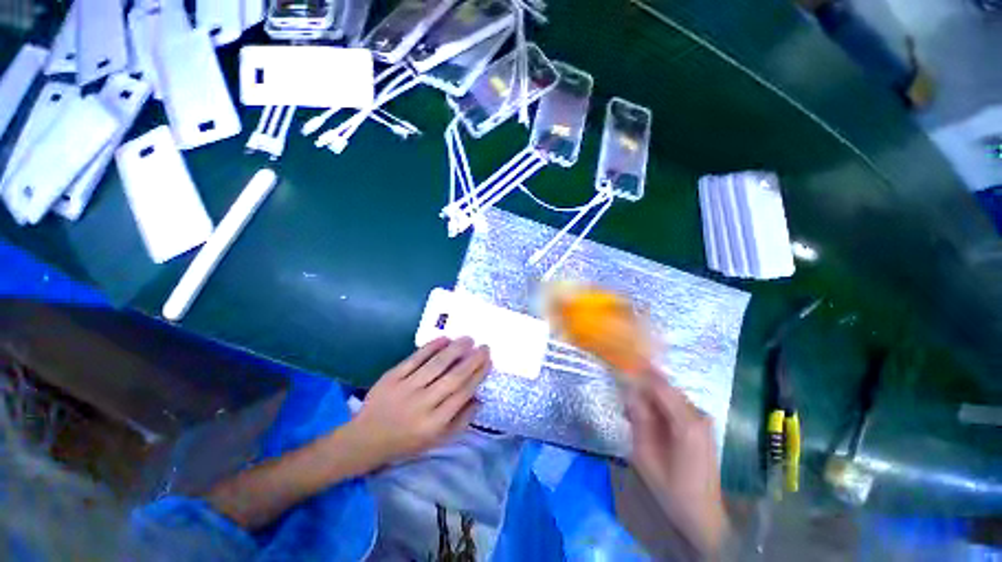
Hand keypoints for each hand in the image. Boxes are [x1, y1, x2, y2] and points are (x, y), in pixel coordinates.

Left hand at [346, 337, 490, 468]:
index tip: (488, 361)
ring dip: (456, 349)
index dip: (478, 375)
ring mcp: (406, 388)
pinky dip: (431, 347)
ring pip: (436, 364)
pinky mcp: (392, 377)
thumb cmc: (406, 442)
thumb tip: (479, 397)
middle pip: (453, 377)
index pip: (463, 393)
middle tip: (485, 347)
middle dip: (472, 360)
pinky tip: (445, 338)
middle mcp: (422, 404)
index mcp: (434, 423)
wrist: (365, 439)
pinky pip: (415, 358)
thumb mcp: (437, 440)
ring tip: (469, 339)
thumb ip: (461, 421)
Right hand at [626, 372, 727, 556]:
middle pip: (664, 386)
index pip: (659, 384)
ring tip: (633, 413)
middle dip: (641, 386)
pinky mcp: (702, 423)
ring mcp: (703, 418)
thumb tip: (628, 389)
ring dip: (648, 397)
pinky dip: (658, 406)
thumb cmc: (671, 488)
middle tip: (622, 397)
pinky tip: (649, 421)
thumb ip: (637, 418)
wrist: (703, 514)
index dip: (638, 371)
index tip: (619, 364)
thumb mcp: (644, 455)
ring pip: (668, 393)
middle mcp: (699, 414)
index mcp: (687, 423)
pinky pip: (674, 404)